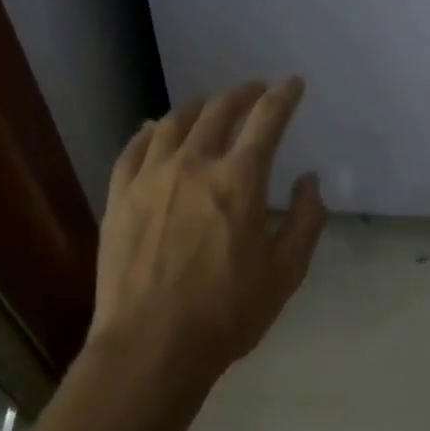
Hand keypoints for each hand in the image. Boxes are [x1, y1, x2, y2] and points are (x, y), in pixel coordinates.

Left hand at [90, 77, 327, 387]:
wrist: (151, 347)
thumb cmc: (226, 312)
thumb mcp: (285, 272)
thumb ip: (306, 220)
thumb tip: (309, 180)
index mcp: (239, 179)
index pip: (267, 119)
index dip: (283, 96)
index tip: (293, 83)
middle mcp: (194, 163)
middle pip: (219, 110)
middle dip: (241, 94)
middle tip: (252, 90)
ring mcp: (151, 176)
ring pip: (173, 122)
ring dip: (196, 107)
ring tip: (206, 105)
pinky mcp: (120, 195)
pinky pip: (133, 148)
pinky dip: (148, 131)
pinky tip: (153, 129)